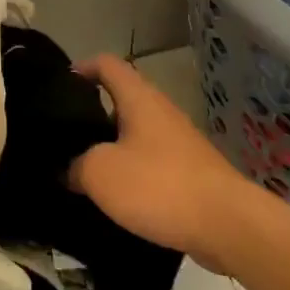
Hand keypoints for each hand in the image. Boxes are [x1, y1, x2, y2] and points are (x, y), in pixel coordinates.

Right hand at [70, 54, 256, 272]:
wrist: (228, 225)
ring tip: (83, 170)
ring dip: (111, 148)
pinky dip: (132, 174)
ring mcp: (179, 143)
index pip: (107, 64)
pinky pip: (151, 163)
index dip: (82, 67)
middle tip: (65, 136)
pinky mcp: (191, 173)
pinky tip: (116, 198)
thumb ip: (76, 165)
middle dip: (92, 114)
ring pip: (136, 135)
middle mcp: (161, 112)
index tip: (60, 85)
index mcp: (139, 98)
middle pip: (121, 100)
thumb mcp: (100, 173)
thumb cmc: (159, 185)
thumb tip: (69, 169)